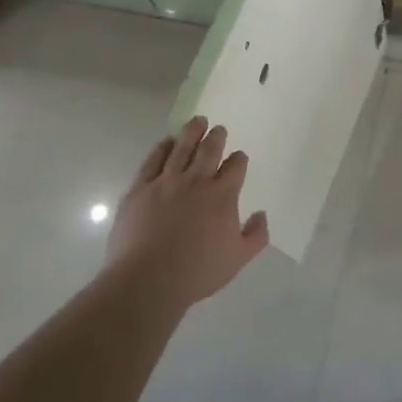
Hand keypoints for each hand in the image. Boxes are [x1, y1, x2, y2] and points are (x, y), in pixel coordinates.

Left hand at [104, 117, 268, 307]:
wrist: (148, 280)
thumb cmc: (197, 272)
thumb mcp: (238, 259)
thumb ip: (256, 235)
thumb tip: (261, 214)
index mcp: (222, 195)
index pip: (235, 167)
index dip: (239, 160)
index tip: (238, 157)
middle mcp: (196, 181)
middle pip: (209, 150)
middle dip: (216, 137)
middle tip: (218, 129)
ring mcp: (166, 182)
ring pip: (181, 148)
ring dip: (191, 132)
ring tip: (197, 121)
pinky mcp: (140, 189)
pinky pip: (152, 160)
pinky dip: (161, 148)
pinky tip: (166, 141)